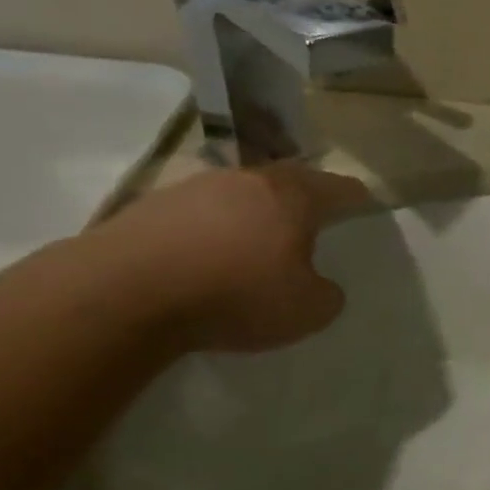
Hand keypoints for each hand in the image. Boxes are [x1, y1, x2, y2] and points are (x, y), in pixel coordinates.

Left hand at [99, 163, 371, 353]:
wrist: (125, 293)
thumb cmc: (236, 294)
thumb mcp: (307, 310)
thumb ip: (327, 295)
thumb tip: (320, 285)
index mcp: (293, 196)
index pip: (338, 188)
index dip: (356, 196)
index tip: (364, 202)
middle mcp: (248, 179)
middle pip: (288, 180)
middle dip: (304, 197)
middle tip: (313, 219)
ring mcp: (196, 187)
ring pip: (240, 193)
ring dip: (253, 212)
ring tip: (256, 241)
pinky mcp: (151, 205)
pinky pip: (199, 212)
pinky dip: (212, 228)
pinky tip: (206, 256)